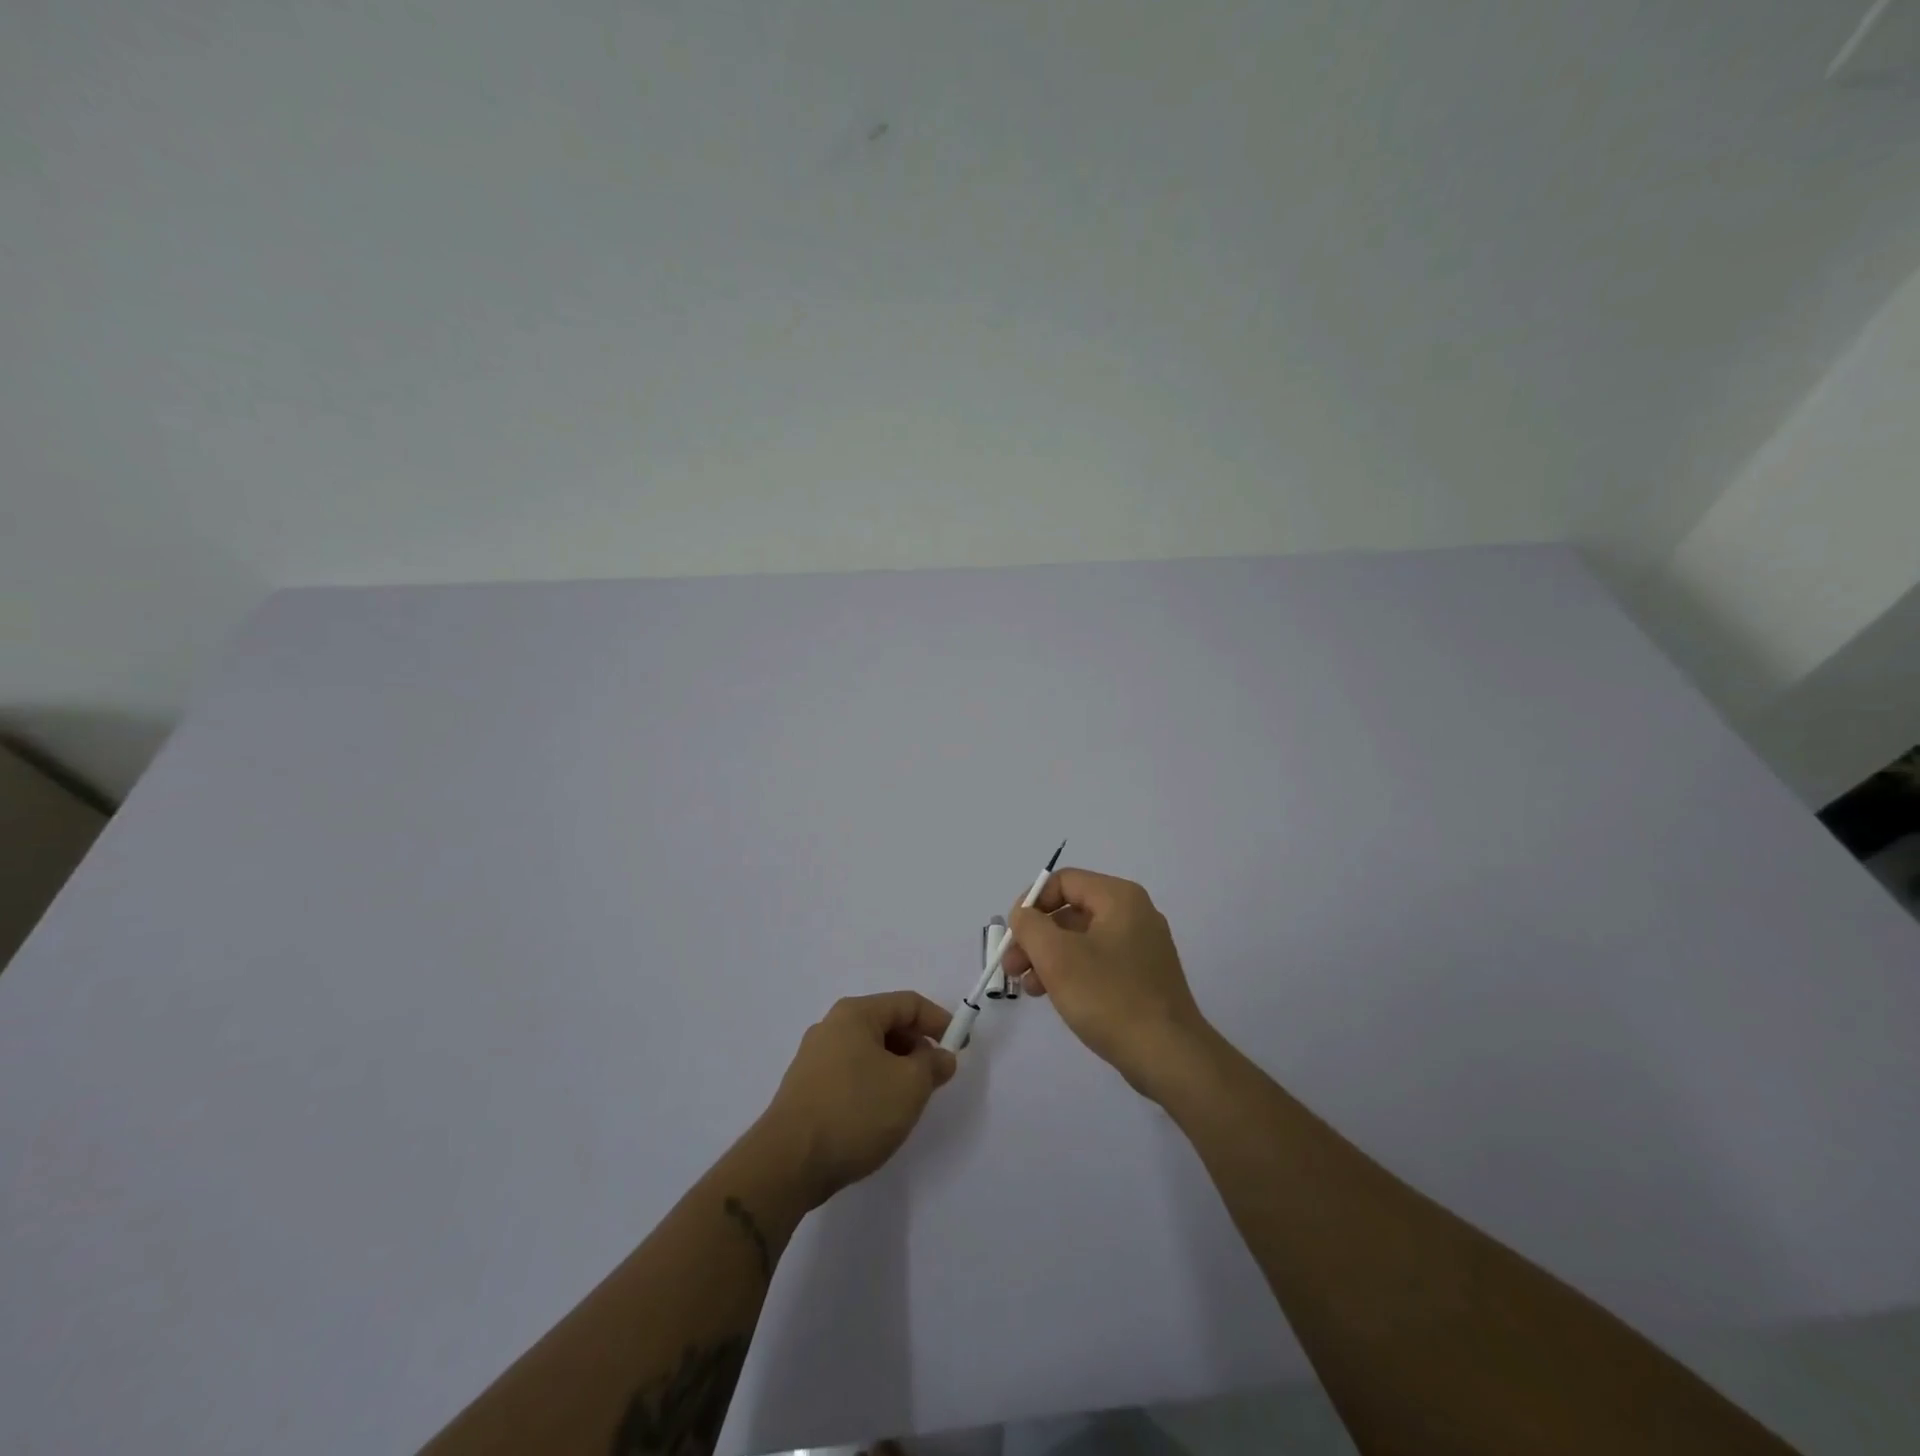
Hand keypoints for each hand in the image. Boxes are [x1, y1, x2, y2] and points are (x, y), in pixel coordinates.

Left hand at [759, 992, 957, 1204]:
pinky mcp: (805, 1089)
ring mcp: (814, 1058)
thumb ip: (933, 1065)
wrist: (788, 1163)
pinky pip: (850, 1074)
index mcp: (855, 1014)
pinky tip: (878, 1115)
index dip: (939, 1021)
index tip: (960, 1046)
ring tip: (910, 1099)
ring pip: (868, 1051)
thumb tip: (942, 1057)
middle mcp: (831, 1027)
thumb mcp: (909, 1086)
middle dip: (916, 1047)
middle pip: (886, 1025)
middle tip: (935, 1077)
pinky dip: (873, 1084)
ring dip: (896, 1068)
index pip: (907, 1003)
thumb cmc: (855, 1111)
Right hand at [1002, 869, 1212, 1097]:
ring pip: (1082, 939)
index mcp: (1119, 898)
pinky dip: (1071, 972)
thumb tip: (1024, 916)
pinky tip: (1054, 996)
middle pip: (1071, 911)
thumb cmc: (1109, 997)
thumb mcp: (1056, 956)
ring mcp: (1142, 946)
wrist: (1168, 1056)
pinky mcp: (1143, 976)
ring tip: (1028, 987)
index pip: (1064, 881)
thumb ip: (1030, 925)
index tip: (1012, 934)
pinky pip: (1098, 961)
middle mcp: (1134, 914)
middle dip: (1036, 936)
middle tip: (1011, 966)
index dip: (1032, 902)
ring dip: (1048, 957)